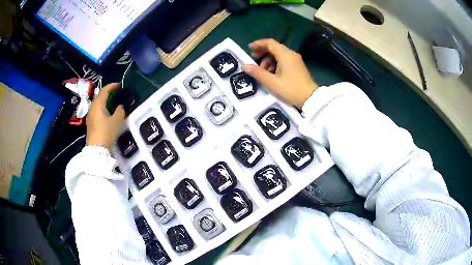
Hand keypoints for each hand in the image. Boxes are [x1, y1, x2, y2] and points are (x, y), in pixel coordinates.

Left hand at [86, 83, 124, 149]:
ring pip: (98, 104)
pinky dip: (103, 108)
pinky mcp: (91, 124)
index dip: (112, 86)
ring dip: (105, 101)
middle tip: (116, 93)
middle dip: (108, 93)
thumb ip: (120, 111)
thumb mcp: (117, 121)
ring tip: (112, 102)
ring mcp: (90, 116)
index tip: (119, 85)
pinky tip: (107, 113)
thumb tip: (120, 107)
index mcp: (98, 104)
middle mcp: (93, 108)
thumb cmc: (106, 132)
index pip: (105, 90)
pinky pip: (97, 111)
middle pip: (99, 96)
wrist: (96, 150)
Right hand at [242, 39, 318, 107]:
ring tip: (263, 72)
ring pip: (278, 55)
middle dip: (262, 53)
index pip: (270, 43)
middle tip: (254, 60)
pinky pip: (284, 60)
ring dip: (268, 60)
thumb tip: (245, 66)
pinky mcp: (297, 66)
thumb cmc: (291, 89)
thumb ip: (257, 73)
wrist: (311, 99)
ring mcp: (295, 60)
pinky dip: (275, 64)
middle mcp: (291, 54)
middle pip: (274, 48)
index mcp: (285, 55)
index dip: (258, 44)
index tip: (249, 49)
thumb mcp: (272, 82)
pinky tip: (272, 74)